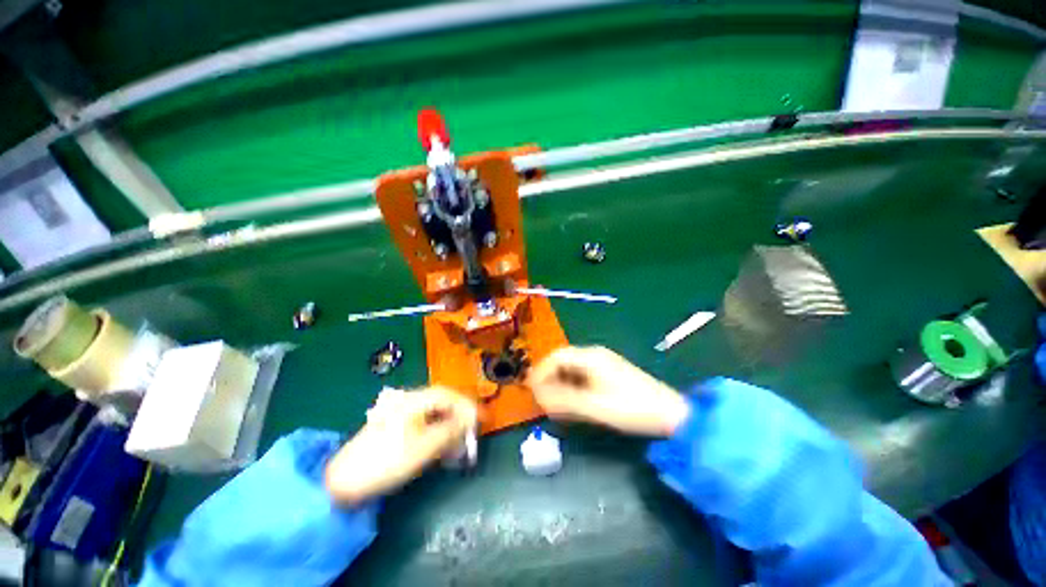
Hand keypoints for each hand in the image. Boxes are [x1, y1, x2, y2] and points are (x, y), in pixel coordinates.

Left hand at [324, 386, 476, 504]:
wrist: (343, 481)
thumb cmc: (386, 461)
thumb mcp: (423, 447)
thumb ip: (450, 431)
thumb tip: (469, 420)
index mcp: (415, 401)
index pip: (448, 395)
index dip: (467, 406)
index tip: (480, 419)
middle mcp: (410, 402)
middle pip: (443, 404)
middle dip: (460, 418)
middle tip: (472, 434)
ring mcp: (402, 415)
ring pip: (435, 415)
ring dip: (450, 428)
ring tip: (460, 447)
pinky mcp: (398, 429)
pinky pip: (425, 426)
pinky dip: (437, 435)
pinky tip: (443, 450)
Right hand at [527, 346, 689, 437]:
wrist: (669, 413)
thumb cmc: (631, 408)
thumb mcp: (594, 406)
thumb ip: (563, 401)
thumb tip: (538, 396)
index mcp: (590, 357)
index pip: (556, 357)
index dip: (540, 372)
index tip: (531, 390)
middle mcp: (594, 355)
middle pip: (562, 362)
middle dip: (548, 379)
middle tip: (540, 399)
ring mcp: (602, 364)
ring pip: (571, 370)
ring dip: (559, 385)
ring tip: (553, 404)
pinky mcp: (608, 374)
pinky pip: (582, 377)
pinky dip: (572, 388)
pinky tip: (571, 403)